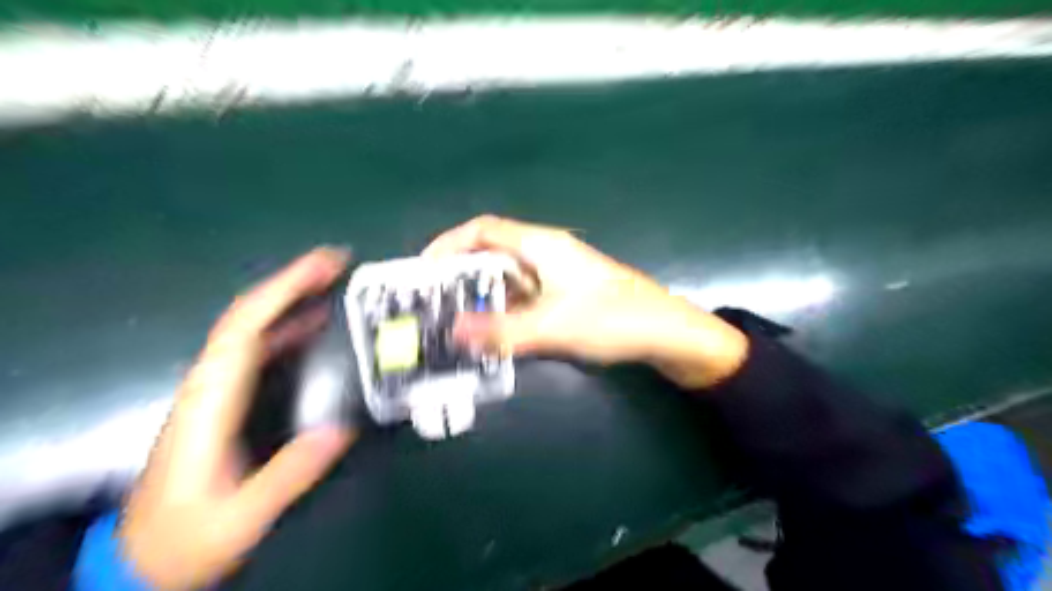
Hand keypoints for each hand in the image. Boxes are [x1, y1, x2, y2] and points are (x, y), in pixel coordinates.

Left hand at [121, 247, 355, 588]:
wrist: (146, 559)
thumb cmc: (189, 537)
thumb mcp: (241, 515)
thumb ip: (289, 473)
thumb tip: (341, 429)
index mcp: (210, 401)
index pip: (244, 328)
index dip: (283, 291)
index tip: (322, 267)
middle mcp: (210, 384)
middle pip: (247, 316)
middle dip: (291, 283)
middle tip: (338, 263)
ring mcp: (217, 389)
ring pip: (253, 329)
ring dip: (290, 299)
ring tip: (332, 282)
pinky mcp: (227, 398)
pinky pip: (259, 350)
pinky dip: (287, 328)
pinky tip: (314, 324)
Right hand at [423, 216, 746, 386]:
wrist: (665, 332)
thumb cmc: (612, 319)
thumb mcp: (553, 326)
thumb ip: (502, 331)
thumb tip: (452, 333)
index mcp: (541, 246)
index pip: (484, 230)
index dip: (450, 244)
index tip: (424, 271)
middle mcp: (545, 254)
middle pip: (493, 254)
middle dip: (462, 275)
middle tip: (435, 303)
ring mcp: (557, 275)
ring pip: (509, 279)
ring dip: (483, 297)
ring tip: (456, 322)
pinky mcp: (566, 295)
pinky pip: (525, 297)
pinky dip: (505, 311)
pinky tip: (494, 333)